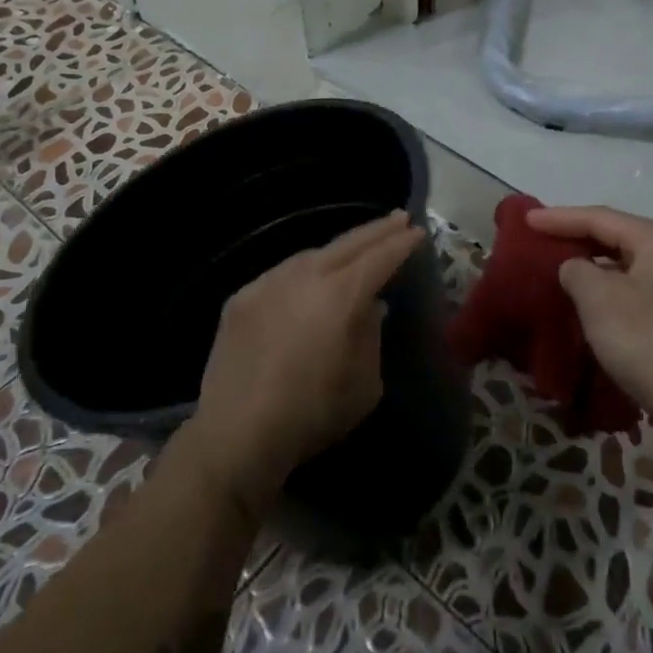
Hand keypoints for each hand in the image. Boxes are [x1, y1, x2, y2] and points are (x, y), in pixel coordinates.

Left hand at [185, 211, 422, 514]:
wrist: (235, 435)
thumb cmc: (312, 413)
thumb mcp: (365, 384)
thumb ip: (371, 336)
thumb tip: (371, 308)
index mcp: (340, 295)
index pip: (379, 258)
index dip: (401, 243)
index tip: (417, 232)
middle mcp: (304, 277)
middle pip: (348, 244)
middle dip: (377, 230)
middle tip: (398, 218)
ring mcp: (268, 283)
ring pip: (311, 255)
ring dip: (339, 249)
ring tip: (356, 249)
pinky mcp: (241, 299)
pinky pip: (281, 275)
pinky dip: (303, 271)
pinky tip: (308, 281)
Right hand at [527, 206, 652, 433]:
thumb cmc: (648, 339)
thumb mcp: (600, 298)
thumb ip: (576, 271)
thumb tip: (574, 268)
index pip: (599, 217)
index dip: (559, 218)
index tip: (525, 220)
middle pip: (613, 238)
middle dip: (575, 239)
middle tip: (537, 241)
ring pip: (622, 269)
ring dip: (589, 270)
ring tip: (554, 272)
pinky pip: (629, 295)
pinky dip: (604, 295)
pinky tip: (582, 307)